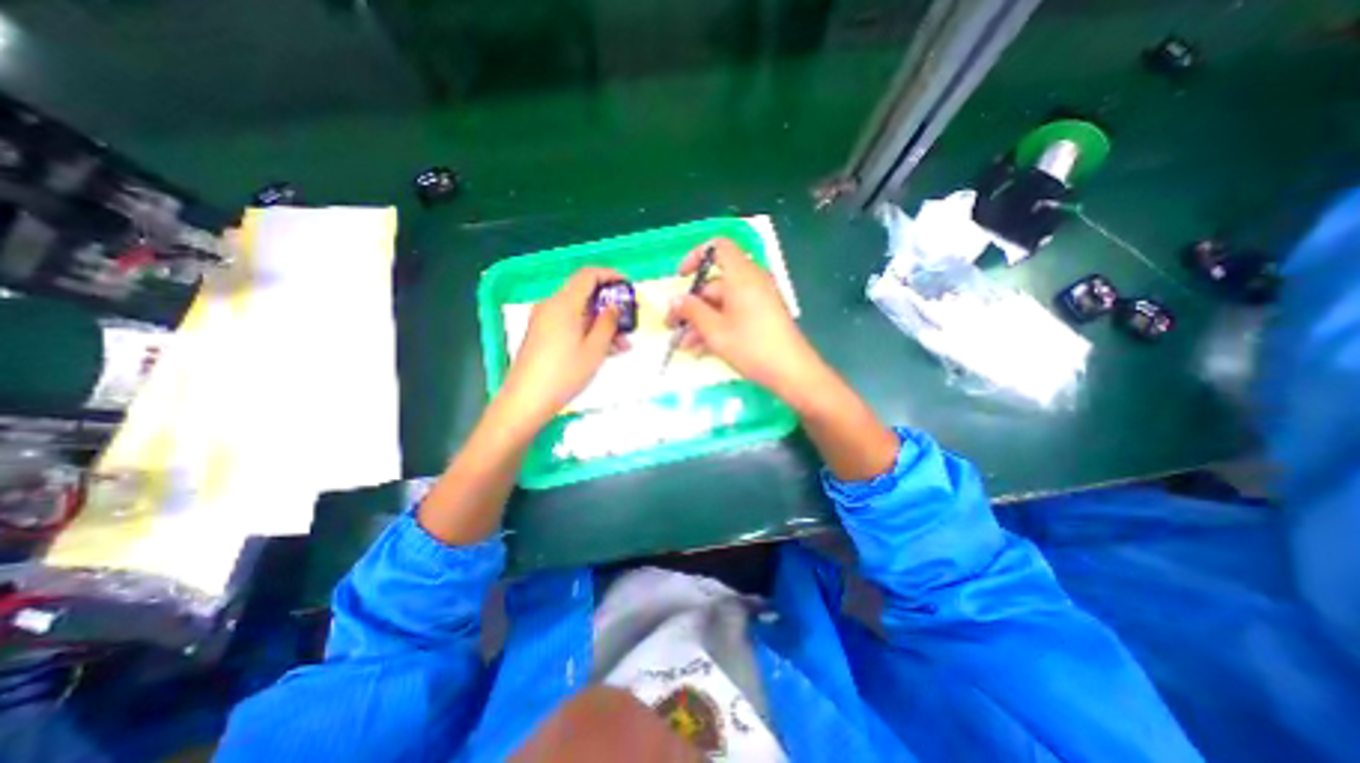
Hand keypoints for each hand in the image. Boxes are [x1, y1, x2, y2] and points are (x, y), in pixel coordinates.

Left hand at [497, 267, 624, 430]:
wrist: (526, 400)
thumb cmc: (564, 373)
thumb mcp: (594, 349)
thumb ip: (608, 323)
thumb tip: (614, 306)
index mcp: (563, 303)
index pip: (588, 275)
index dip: (610, 276)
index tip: (628, 287)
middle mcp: (551, 306)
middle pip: (584, 294)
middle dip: (609, 305)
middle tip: (629, 320)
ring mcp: (545, 321)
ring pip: (579, 313)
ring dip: (602, 323)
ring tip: (624, 343)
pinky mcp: (543, 336)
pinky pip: (570, 325)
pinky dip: (588, 332)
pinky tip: (606, 350)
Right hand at [666, 239, 822, 404]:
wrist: (792, 372)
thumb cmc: (751, 346)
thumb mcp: (714, 330)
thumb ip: (691, 311)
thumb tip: (674, 300)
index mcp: (741, 275)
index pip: (718, 247)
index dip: (696, 257)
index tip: (681, 278)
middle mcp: (751, 282)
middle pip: (715, 283)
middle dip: (691, 305)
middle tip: (673, 326)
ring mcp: (758, 300)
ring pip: (722, 303)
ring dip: (701, 321)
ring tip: (684, 345)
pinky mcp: (762, 317)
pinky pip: (734, 314)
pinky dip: (717, 326)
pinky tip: (702, 349)